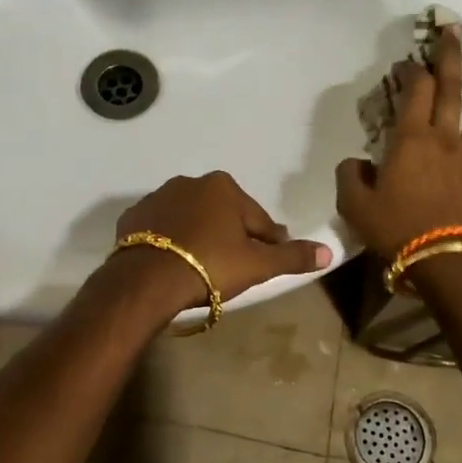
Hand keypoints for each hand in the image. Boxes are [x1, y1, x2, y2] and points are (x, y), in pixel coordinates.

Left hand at [113, 171, 330, 311]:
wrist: (147, 279)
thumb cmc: (210, 266)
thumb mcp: (257, 265)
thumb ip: (292, 256)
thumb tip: (328, 251)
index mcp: (224, 187)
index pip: (257, 219)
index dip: (266, 242)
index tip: (266, 262)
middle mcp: (190, 182)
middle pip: (222, 214)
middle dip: (230, 236)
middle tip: (233, 268)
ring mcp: (158, 197)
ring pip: (190, 219)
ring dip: (199, 236)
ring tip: (201, 268)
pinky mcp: (133, 216)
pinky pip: (161, 228)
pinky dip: (169, 241)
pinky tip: (172, 263)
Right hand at [336, 27, 461, 258]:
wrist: (445, 260)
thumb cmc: (396, 229)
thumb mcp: (354, 206)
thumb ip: (350, 177)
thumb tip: (355, 163)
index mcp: (411, 141)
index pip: (414, 94)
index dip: (413, 71)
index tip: (410, 60)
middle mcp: (445, 141)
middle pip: (452, 91)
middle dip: (452, 58)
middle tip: (456, 31)